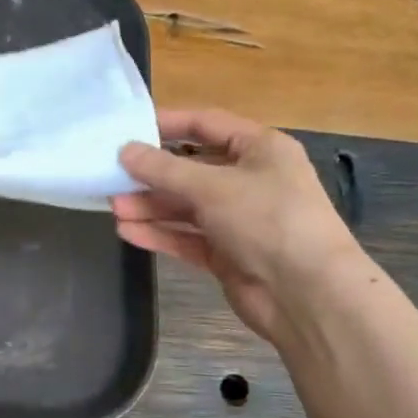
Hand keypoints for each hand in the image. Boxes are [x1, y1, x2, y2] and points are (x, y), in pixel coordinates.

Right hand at [113, 108, 364, 343]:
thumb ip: (164, 169)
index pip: (207, 125)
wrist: (305, 293)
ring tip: (114, 207)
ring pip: (186, 207)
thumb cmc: (267, 220)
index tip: (128, 129)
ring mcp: (238, 220)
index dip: (168, 124)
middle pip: (191, 170)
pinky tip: (128, 232)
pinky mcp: (227, 254)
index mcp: (260, 149)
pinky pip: (187, 238)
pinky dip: (160, 234)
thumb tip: (124, 150)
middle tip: (112, 176)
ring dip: (151, 207)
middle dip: (153, 175)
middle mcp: (249, 180)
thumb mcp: (213, 187)